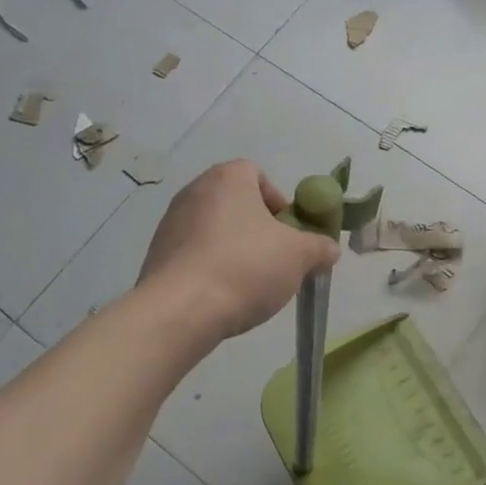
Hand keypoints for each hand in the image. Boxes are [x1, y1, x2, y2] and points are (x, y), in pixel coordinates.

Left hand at [139, 161, 340, 339]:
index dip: (278, 201)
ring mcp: (171, 223)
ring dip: (235, 249)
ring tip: (250, 283)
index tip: (289, 232)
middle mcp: (194, 191)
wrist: (181, 310)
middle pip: (236, 203)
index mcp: (227, 178)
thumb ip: (319, 247)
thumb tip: (329, 249)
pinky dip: (211, 268)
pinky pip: (194, 254)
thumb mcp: (299, 256)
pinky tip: (223, 295)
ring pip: (215, 230)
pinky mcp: (157, 255)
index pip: (257, 174)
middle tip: (276, 258)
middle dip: (259, 229)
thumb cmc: (246, 266)